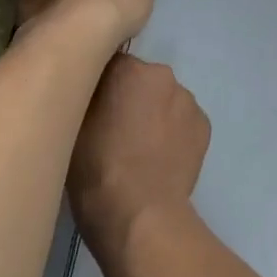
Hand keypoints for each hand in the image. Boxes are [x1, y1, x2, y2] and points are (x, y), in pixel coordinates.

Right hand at [69, 54, 209, 259]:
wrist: (139, 213)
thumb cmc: (96, 167)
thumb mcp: (72, 123)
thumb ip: (85, 92)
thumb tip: (92, 83)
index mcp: (130, 68)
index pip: (109, 63)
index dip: (99, 86)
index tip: (91, 108)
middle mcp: (164, 76)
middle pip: (141, 80)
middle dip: (129, 98)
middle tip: (114, 131)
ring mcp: (189, 101)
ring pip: (163, 100)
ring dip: (153, 114)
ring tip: (138, 150)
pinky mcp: (205, 126)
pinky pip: (182, 121)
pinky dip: (172, 133)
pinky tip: (159, 158)